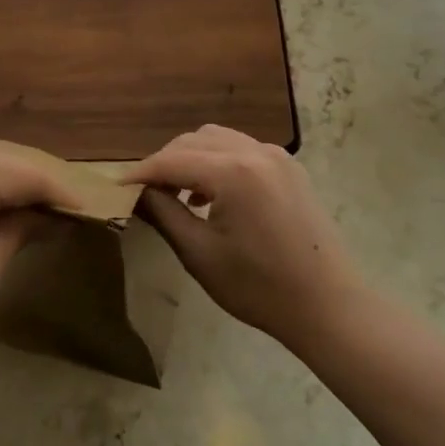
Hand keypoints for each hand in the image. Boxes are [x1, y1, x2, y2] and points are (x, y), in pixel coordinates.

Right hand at [127, 124, 361, 348]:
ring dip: (190, 158)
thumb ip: (164, 214)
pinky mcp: (290, 168)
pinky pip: (241, 149)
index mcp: (233, 172)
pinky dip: (217, 161)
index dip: (141, 172)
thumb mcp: (199, 254)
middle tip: (146, 192)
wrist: (327, 305)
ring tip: (177, 192)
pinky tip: (211, 194)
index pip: (171, 159)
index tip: (116, 187)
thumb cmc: (259, 287)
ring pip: (217, 139)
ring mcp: (276, 156)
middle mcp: (255, 151)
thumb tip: (137, 192)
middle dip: (164, 161)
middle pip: (193, 141)